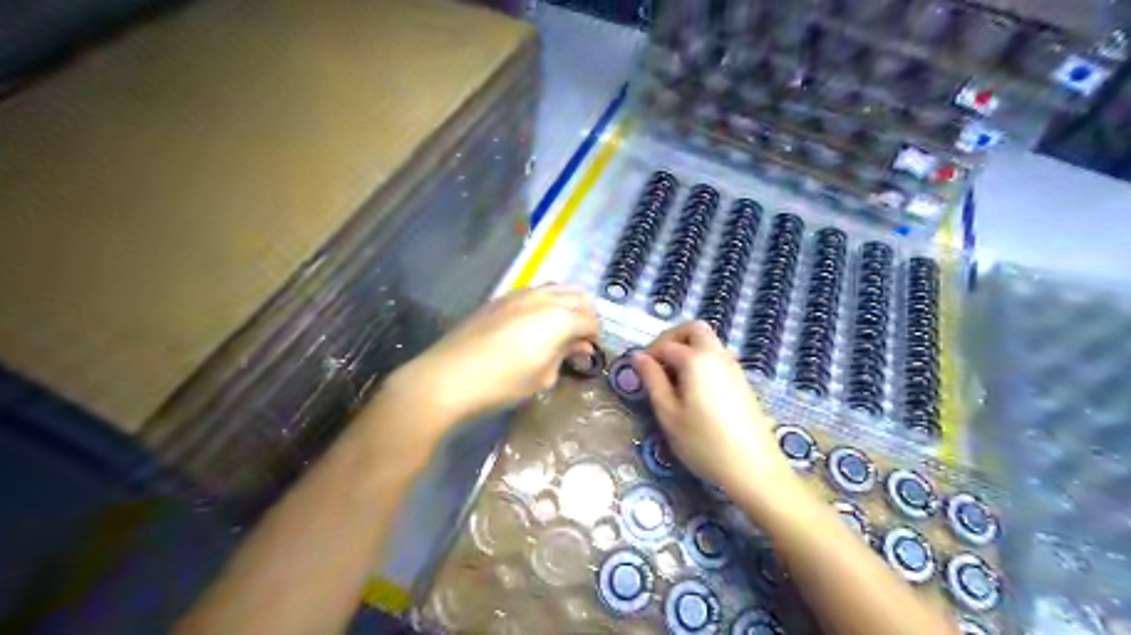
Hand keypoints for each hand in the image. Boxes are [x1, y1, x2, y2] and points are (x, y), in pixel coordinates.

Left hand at [386, 286, 599, 426]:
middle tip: (580, 339)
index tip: (590, 353)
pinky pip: (535, 291)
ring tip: (561, 328)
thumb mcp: (542, 376)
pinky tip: (536, 323)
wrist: (449, 376)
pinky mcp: (501, 298)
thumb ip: (564, 355)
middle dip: (586, 316)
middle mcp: (544, 298)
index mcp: (560, 318)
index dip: (595, 337)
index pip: (591, 321)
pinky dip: (546, 302)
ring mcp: (520, 294)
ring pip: (557, 288)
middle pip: (578, 297)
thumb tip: (579, 346)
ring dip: (566, 304)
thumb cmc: (502, 383)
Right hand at [631, 321, 788, 491]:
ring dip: (688, 349)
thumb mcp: (668, 413)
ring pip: (708, 341)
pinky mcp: (742, 381)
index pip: (665, 344)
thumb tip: (638, 357)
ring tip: (674, 380)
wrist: (753, 467)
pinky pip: (718, 356)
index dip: (648, 355)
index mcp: (696, 359)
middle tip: (658, 363)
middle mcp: (717, 354)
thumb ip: (652, 380)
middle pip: (693, 329)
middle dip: (672, 339)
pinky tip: (694, 391)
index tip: (638, 373)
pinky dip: (701, 360)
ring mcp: (733, 366)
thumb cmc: (703, 442)